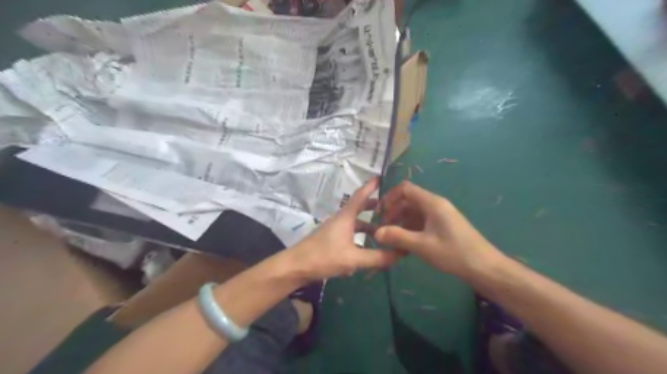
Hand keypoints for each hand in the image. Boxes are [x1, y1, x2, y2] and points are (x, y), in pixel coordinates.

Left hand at [286, 177, 403, 279]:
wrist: (295, 266)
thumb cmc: (323, 257)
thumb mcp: (353, 259)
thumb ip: (377, 257)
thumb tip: (402, 253)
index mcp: (345, 217)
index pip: (361, 196)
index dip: (371, 186)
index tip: (382, 177)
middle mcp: (340, 220)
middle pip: (359, 209)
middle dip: (374, 207)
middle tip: (391, 208)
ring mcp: (334, 230)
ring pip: (355, 224)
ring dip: (368, 225)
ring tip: (384, 231)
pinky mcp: (331, 241)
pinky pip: (350, 235)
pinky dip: (360, 238)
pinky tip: (367, 250)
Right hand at [375, 181, 504, 280]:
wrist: (484, 267)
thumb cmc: (454, 253)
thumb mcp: (422, 245)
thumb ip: (398, 237)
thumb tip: (376, 233)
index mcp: (432, 203)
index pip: (405, 189)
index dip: (390, 197)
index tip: (380, 213)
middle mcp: (436, 205)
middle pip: (408, 201)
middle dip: (393, 213)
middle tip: (383, 230)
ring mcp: (440, 216)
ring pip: (414, 213)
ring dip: (401, 223)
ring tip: (392, 240)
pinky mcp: (443, 226)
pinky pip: (422, 223)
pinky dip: (411, 230)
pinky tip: (405, 246)